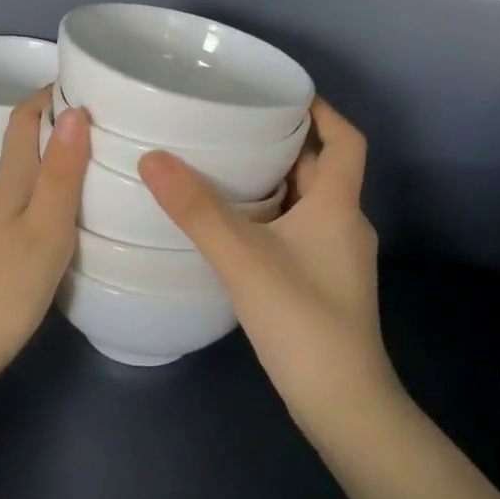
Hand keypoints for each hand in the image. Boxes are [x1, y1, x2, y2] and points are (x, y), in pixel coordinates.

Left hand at [0, 89, 90, 380]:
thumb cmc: (8, 284)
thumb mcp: (46, 227)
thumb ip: (61, 171)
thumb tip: (75, 109)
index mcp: (10, 175)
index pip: (25, 115)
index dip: (53, 91)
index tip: (95, 80)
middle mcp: (3, 184)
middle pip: (31, 135)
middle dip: (67, 116)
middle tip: (116, 113)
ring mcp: (3, 212)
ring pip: (36, 164)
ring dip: (67, 149)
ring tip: (113, 148)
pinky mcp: (9, 236)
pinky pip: (39, 190)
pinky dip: (64, 180)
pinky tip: (90, 196)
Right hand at [139, 99, 398, 443]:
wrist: (344, 405)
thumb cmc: (303, 321)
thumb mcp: (244, 259)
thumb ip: (197, 210)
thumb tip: (152, 158)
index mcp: (338, 205)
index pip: (347, 140)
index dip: (323, 110)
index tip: (284, 93)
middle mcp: (344, 223)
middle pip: (321, 167)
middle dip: (284, 141)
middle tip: (234, 122)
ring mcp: (336, 256)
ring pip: (307, 200)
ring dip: (274, 178)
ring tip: (224, 163)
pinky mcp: (323, 282)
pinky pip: (298, 228)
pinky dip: (271, 213)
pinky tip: (233, 223)